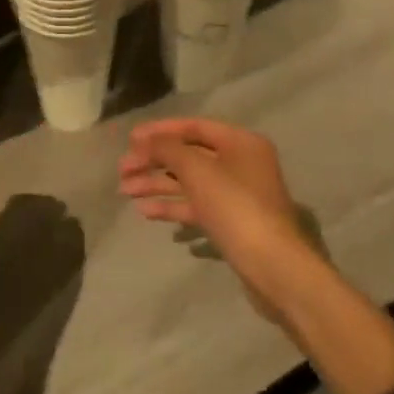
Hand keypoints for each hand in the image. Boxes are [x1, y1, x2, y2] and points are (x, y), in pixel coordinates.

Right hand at [119, 118, 316, 324]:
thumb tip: (147, 140)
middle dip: (154, 161)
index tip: (130, 139)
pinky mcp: (232, 222)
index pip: (194, 127)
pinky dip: (172, 206)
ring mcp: (237, 195)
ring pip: (189, 182)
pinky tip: (145, 211)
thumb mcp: (196, 170)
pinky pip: (196, 206)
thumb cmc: (234, 207)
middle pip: (189, 155)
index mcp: (240, 142)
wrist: (272, 265)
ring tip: (125, 191)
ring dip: (157, 184)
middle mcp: (241, 163)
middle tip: (122, 169)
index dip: (160, 131)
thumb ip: (168, 149)